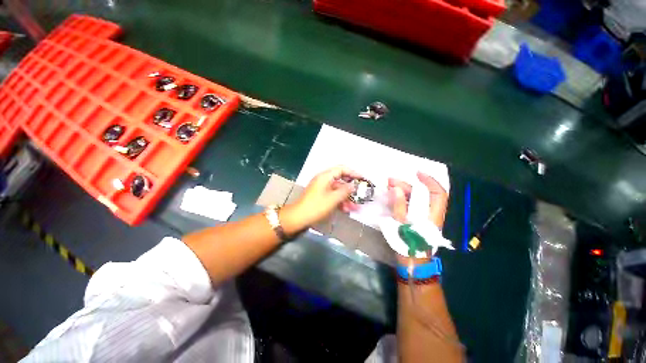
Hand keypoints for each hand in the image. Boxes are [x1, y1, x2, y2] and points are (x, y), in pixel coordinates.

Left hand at [288, 166, 360, 228]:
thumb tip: (353, 186)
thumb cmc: (316, 206)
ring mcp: (322, 188)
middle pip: (340, 179)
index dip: (353, 173)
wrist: (299, 218)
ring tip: (356, 207)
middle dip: (351, 188)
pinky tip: (346, 209)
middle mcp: (323, 180)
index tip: (362, 179)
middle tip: (361, 193)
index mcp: (325, 176)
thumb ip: (345, 191)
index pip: (341, 169)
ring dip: (346, 197)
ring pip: (337, 190)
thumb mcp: (333, 199)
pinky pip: (333, 196)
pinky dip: (340, 201)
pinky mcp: (321, 196)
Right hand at [388, 172, 448, 263]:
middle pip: (423, 194)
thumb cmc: (409, 246)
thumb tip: (396, 189)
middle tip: (390, 181)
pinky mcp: (416, 220)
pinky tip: (393, 196)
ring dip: (404, 191)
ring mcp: (423, 217)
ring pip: (416, 199)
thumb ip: (399, 207)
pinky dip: (402, 198)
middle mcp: (430, 214)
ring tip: (389, 186)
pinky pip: (410, 205)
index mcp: (432, 215)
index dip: (430, 181)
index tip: (417, 173)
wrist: (412, 264)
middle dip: (407, 185)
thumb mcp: (402, 226)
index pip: (438, 193)